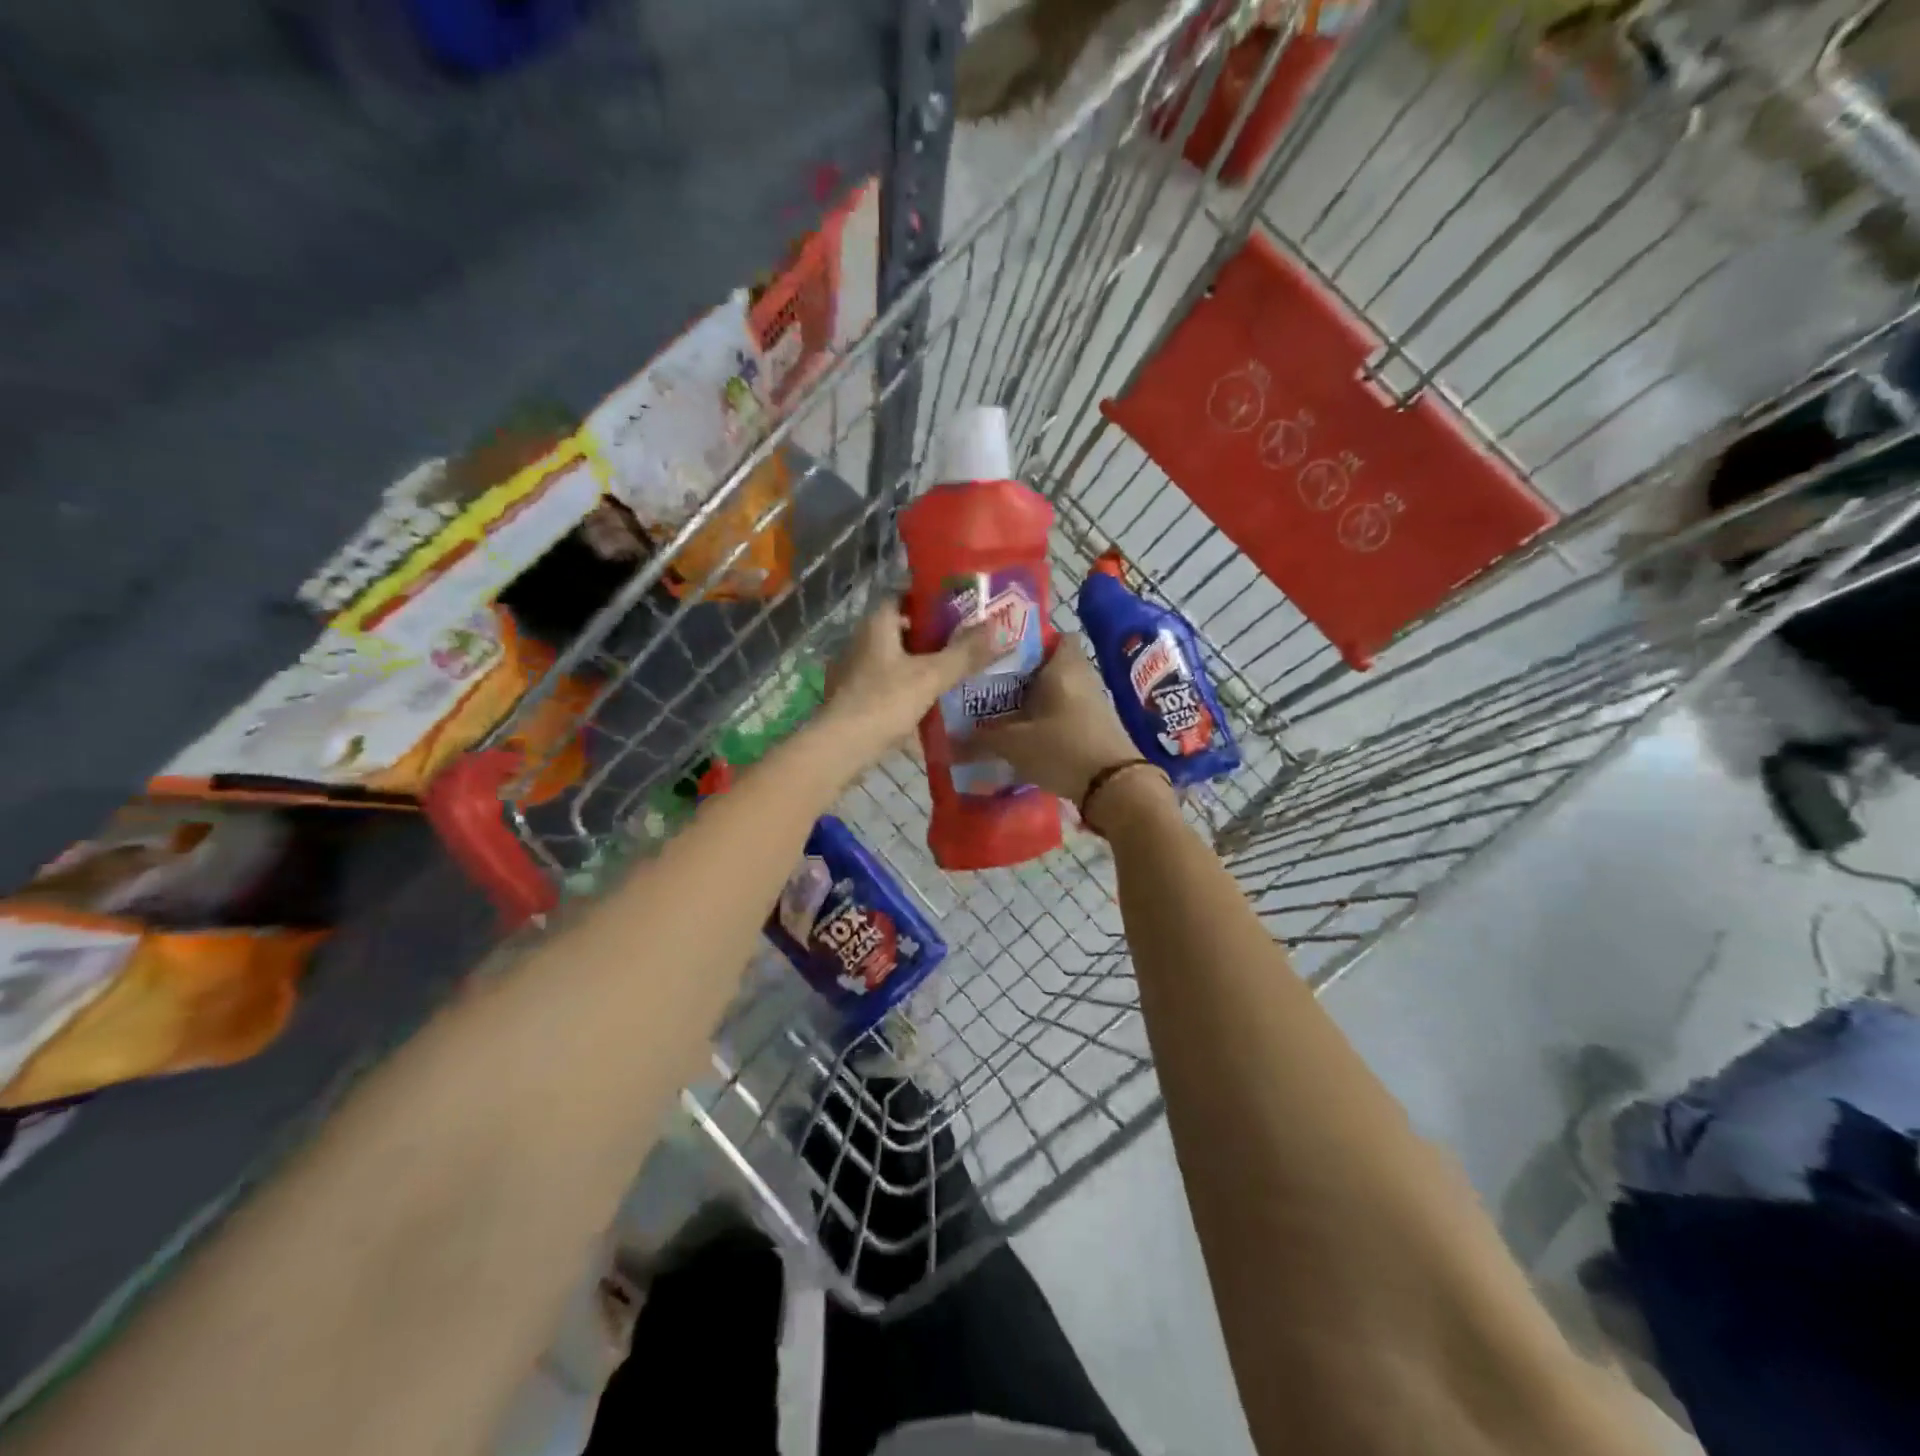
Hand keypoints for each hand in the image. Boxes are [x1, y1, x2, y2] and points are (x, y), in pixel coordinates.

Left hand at [817, 600, 997, 773]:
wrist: (842, 747)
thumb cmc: (884, 702)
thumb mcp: (931, 675)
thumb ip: (966, 652)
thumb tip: (1000, 627)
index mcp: (878, 623)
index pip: (907, 595)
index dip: (935, 598)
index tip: (966, 605)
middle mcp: (865, 639)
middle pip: (906, 627)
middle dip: (937, 632)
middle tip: (972, 638)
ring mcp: (859, 668)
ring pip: (901, 656)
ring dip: (927, 660)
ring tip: (962, 666)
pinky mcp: (860, 695)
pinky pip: (894, 680)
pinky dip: (914, 683)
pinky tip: (937, 695)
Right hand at [957, 636, 1140, 803]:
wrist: (1115, 787)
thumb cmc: (1063, 749)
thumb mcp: (1015, 745)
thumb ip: (982, 739)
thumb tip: (951, 742)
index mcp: (1063, 667)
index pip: (1056, 636)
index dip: (1032, 642)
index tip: (1005, 655)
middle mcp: (1083, 677)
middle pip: (1053, 665)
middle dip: (1026, 675)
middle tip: (995, 687)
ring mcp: (1095, 702)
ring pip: (1061, 690)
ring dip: (1039, 700)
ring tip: (1006, 712)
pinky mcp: (1099, 726)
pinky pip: (1069, 712)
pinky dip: (1051, 719)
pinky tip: (1029, 736)